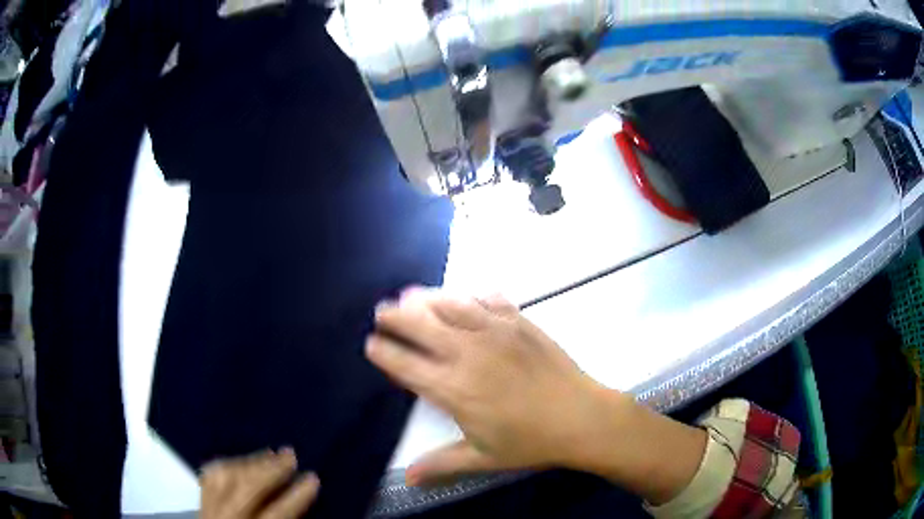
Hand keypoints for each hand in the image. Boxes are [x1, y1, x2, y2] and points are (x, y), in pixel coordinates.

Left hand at [200, 448, 319, 518]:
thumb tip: (299, 495)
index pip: (276, 512)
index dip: (296, 495)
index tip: (313, 477)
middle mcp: (227, 517)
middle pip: (247, 488)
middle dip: (270, 469)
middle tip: (291, 453)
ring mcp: (209, 509)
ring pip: (225, 476)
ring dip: (249, 462)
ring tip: (270, 453)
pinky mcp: (200, 502)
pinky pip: (210, 476)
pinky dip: (227, 465)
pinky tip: (242, 461)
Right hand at [365, 288, 628, 484]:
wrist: (582, 417)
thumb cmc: (531, 442)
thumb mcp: (483, 458)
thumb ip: (441, 464)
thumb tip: (407, 478)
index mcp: (453, 389)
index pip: (405, 365)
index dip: (384, 352)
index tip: (370, 344)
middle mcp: (467, 354)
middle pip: (420, 326)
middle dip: (395, 316)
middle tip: (382, 310)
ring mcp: (495, 333)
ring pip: (450, 305)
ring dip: (426, 298)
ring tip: (410, 294)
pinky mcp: (520, 322)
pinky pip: (489, 298)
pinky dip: (472, 294)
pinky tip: (466, 294)